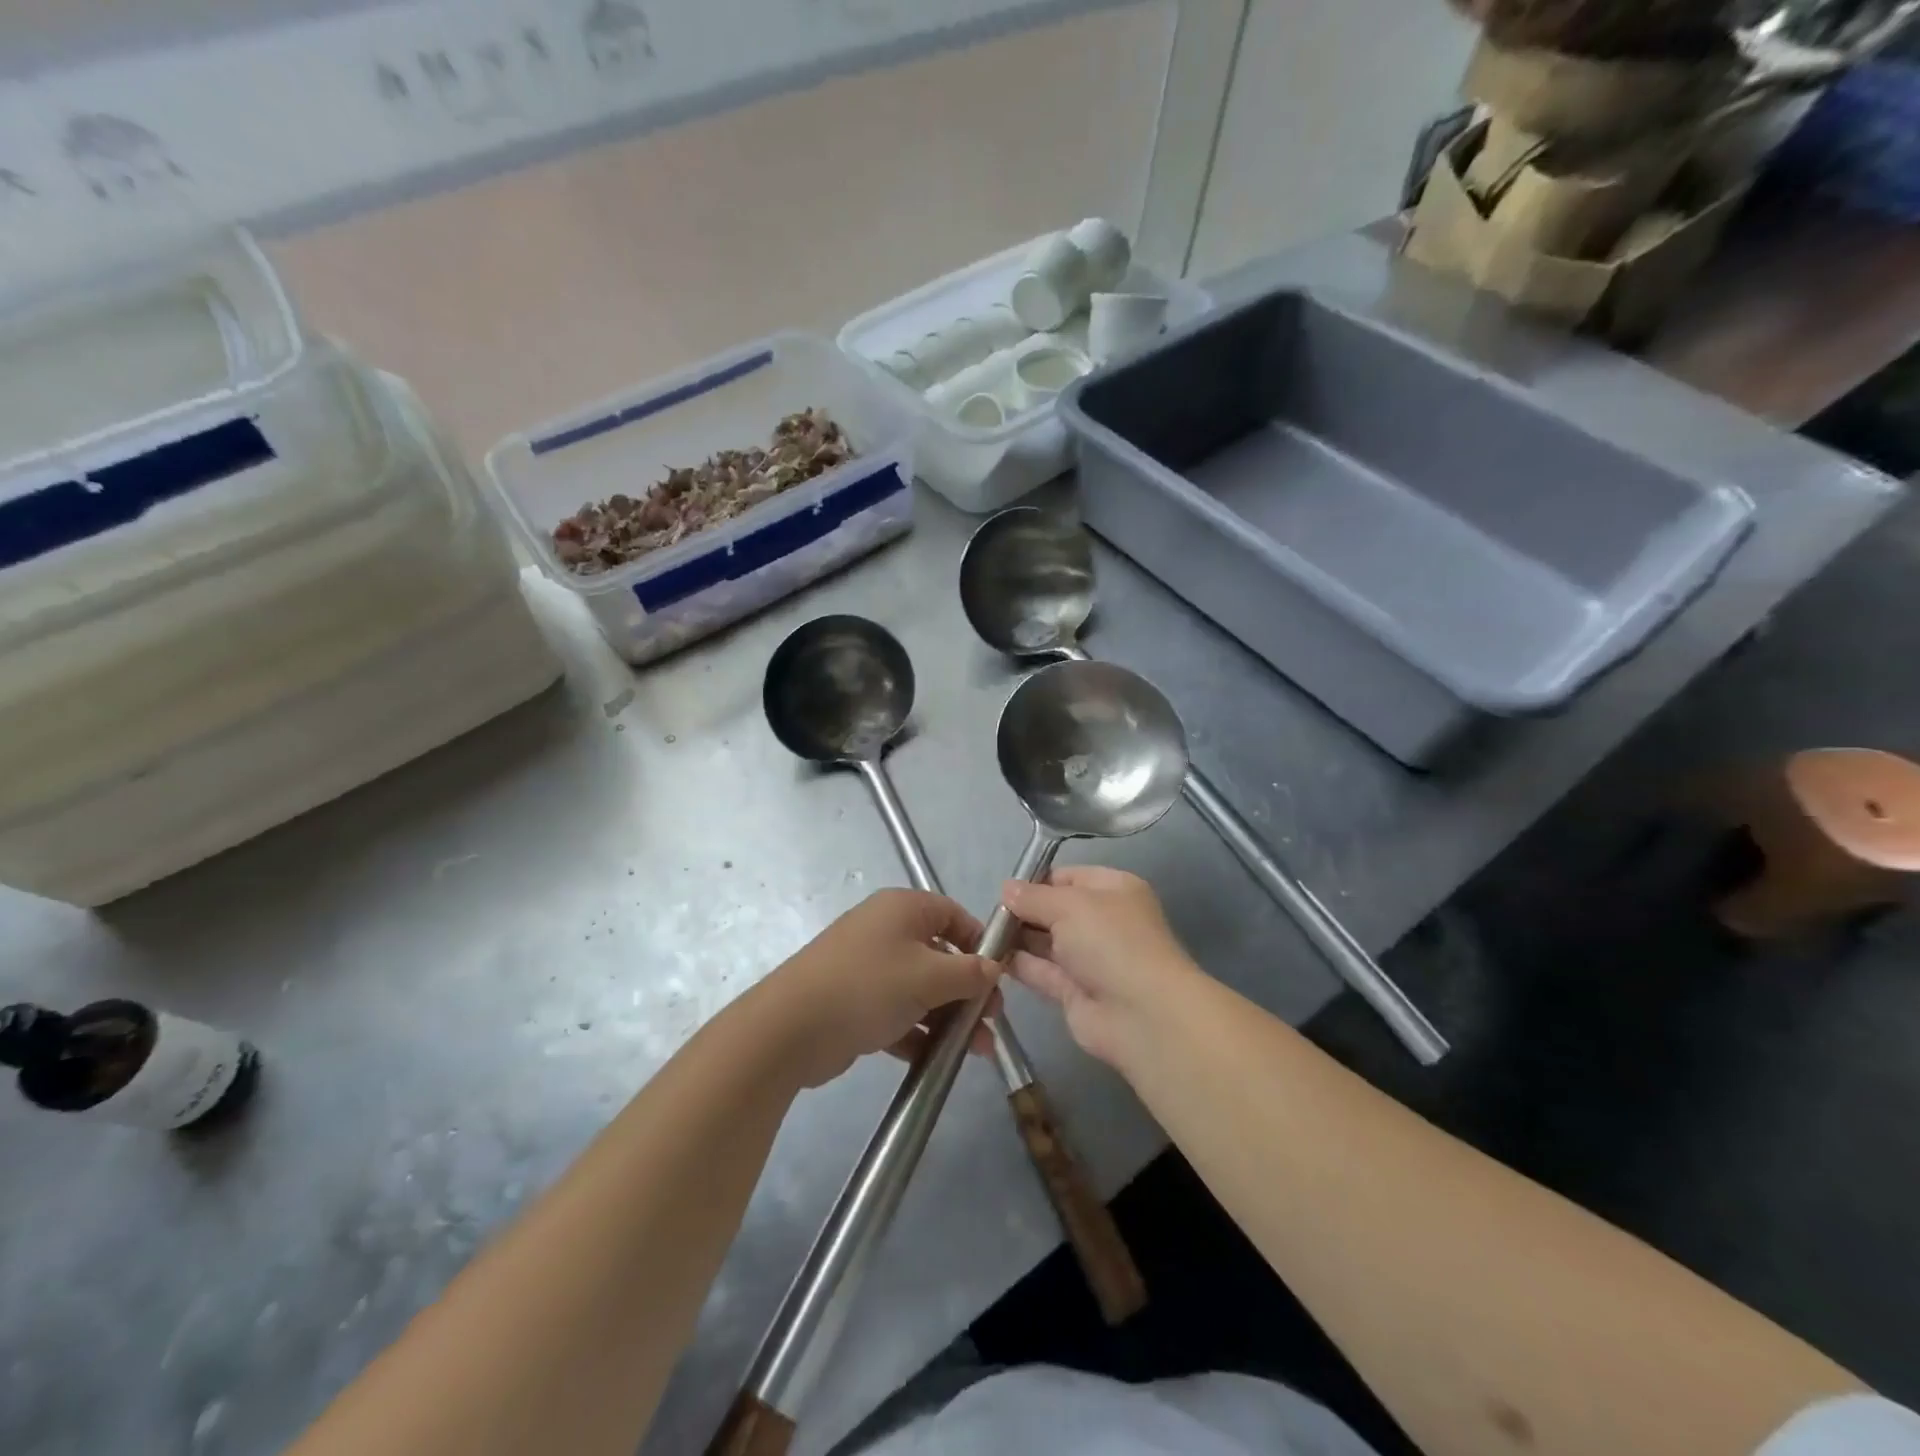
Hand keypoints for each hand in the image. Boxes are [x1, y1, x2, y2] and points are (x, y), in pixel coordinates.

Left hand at [763, 889, 998, 1087]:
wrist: (790, 1028)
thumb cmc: (869, 986)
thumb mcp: (929, 976)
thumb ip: (969, 972)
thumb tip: (994, 967)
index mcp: (903, 909)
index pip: (953, 914)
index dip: (979, 942)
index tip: (999, 975)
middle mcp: (886, 931)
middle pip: (940, 954)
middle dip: (967, 989)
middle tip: (990, 1021)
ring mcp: (868, 968)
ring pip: (921, 988)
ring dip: (948, 1017)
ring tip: (975, 1050)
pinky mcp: (856, 1002)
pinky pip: (898, 1012)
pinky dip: (919, 1033)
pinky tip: (939, 1060)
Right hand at [1002, 866, 1202, 1069]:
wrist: (1141, 1014)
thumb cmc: (1110, 941)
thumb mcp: (1069, 904)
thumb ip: (1033, 896)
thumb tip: (1006, 889)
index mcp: (1113, 889)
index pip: (1068, 877)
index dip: (1036, 881)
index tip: (1005, 890)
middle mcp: (1103, 921)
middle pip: (1055, 910)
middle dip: (1023, 911)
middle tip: (988, 915)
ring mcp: (1089, 958)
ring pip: (1046, 941)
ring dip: (1017, 938)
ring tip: (983, 935)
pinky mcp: (1075, 991)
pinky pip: (1042, 971)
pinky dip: (1019, 965)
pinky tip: (990, 958)